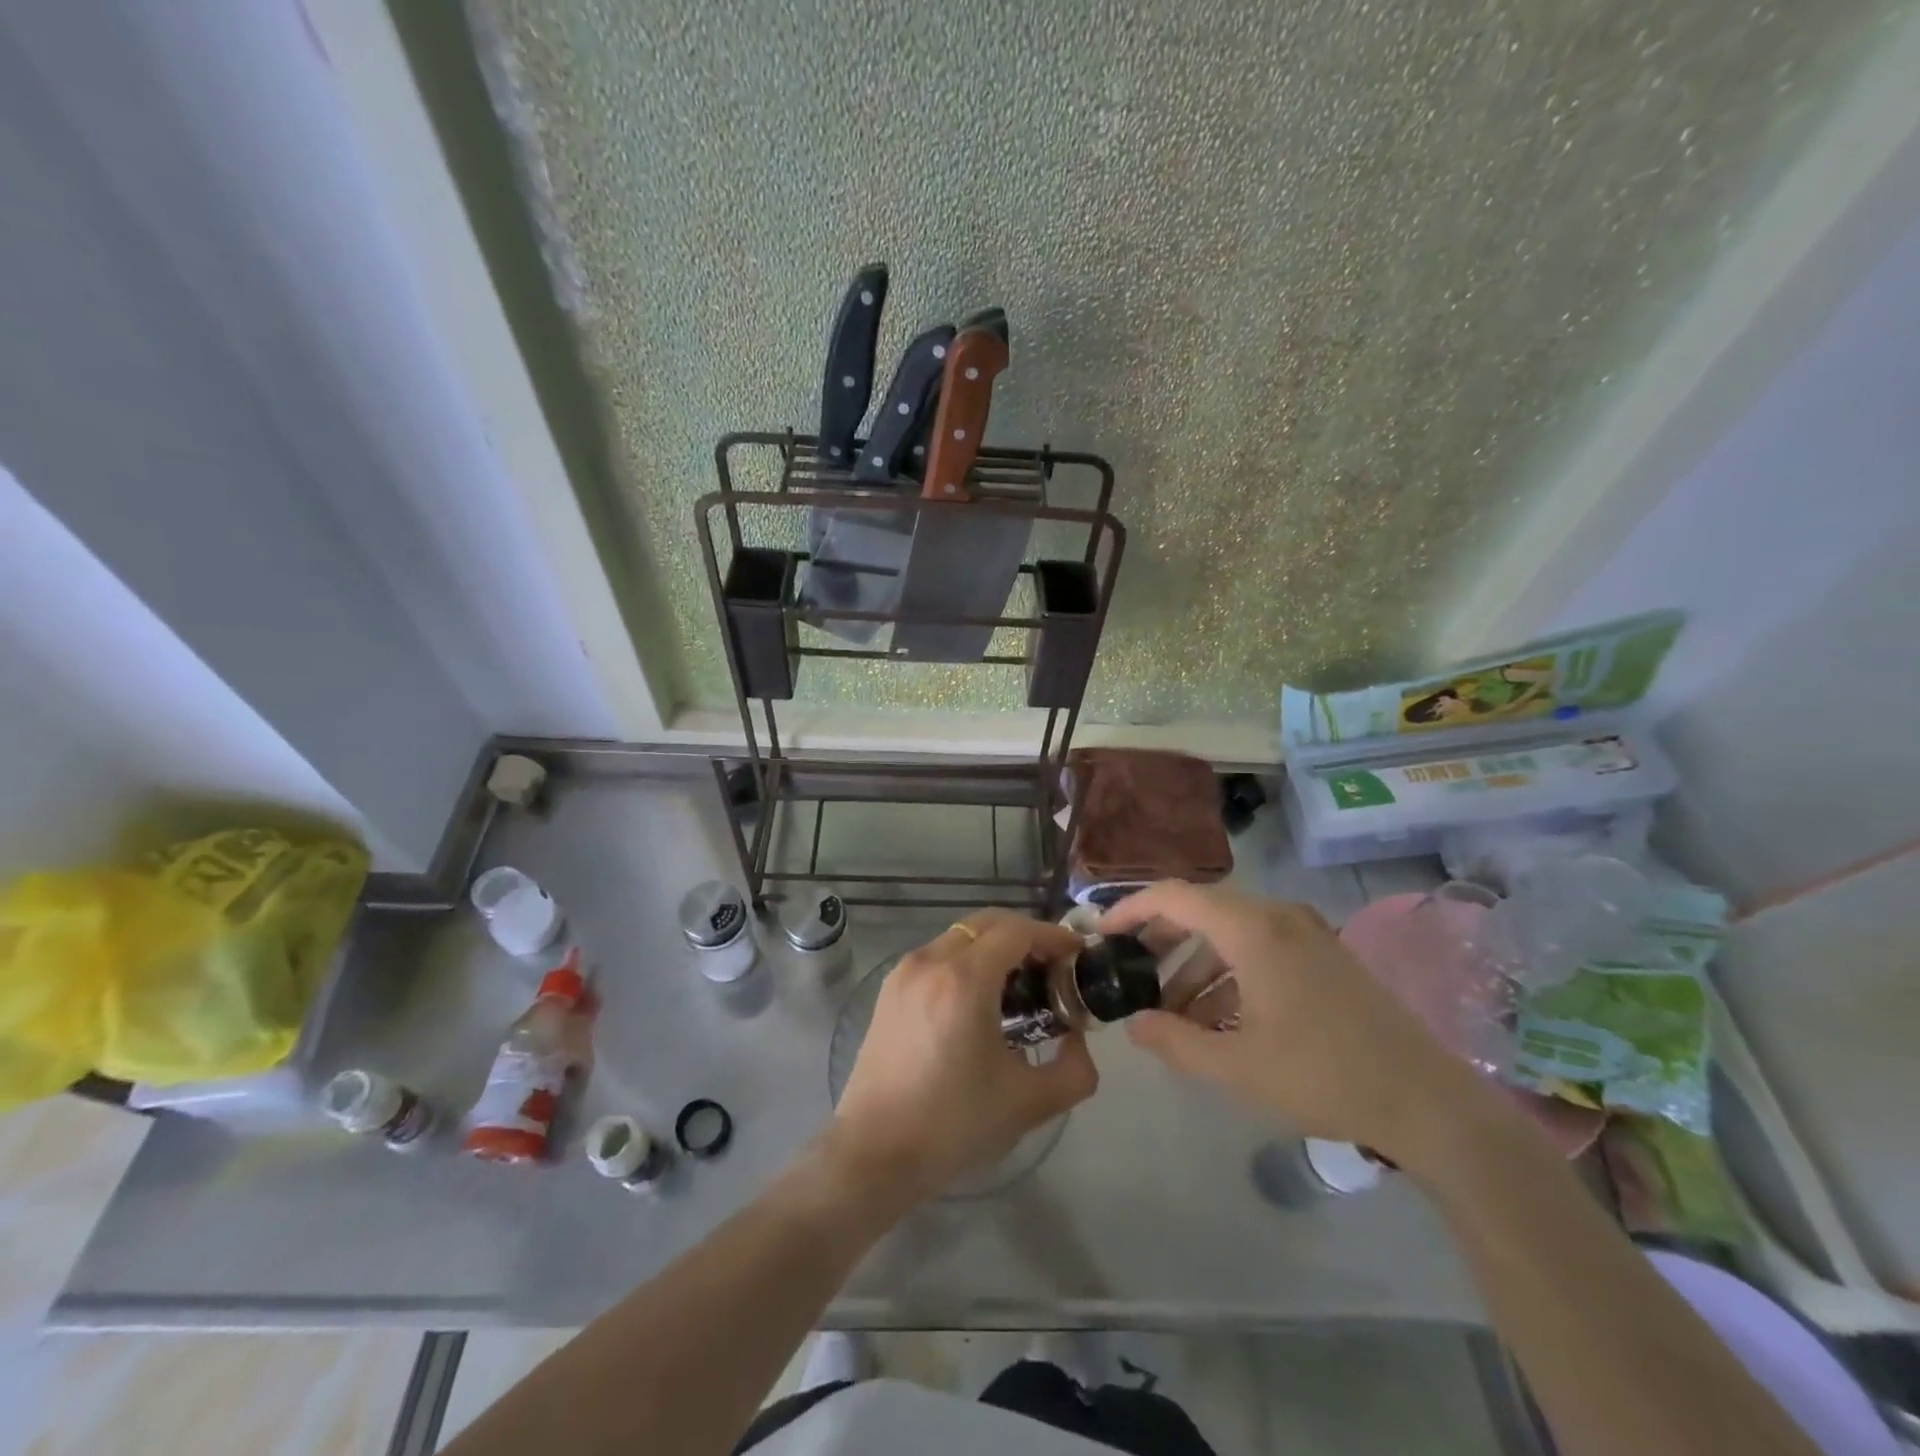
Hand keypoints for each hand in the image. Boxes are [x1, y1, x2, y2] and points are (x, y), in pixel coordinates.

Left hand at [826, 910, 1097, 1207]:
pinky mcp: (890, 989)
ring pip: (961, 936)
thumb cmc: (953, 1125)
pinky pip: (939, 955)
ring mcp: (904, 972)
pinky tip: (981, 1001)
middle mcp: (930, 962)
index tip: (1077, 955)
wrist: (874, 1153)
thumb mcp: (1029, 1103)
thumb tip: (1078, 1039)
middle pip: (987, 923)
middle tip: (1053, 969)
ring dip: (995, 947)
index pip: (1017, 931)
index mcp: (964, 980)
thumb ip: (1074, 1069)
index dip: (1052, 936)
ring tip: (1020, 987)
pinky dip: (968, 960)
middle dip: (1026, 936)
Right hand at [1101, 882, 1494, 1173]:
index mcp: (1254, 929)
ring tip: (1175, 1013)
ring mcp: (1307, 934)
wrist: (1429, 1103)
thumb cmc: (1324, 1076)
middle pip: (1202, 910)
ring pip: (1231, 933)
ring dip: (1196, 966)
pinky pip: (1260, 949)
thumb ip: (1175, 1041)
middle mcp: (1279, 916)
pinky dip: (1230, 974)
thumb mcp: (1236, 1066)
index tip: (1101, 933)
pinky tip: (1221, 1020)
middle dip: (1161, 939)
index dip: (1131, 908)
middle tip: (1131, 971)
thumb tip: (1134, 1025)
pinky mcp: (1325, 956)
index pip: (1175, 896)